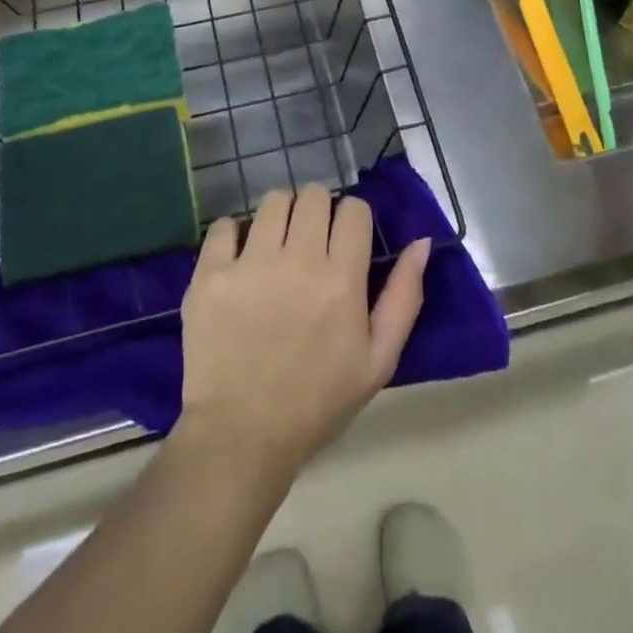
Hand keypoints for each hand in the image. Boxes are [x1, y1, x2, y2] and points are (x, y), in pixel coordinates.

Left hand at [177, 186, 429, 475]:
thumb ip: (404, 297)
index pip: (354, 210)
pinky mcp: (211, 274)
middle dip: (318, 210)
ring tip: (277, 244)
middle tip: (311, 240)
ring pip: (273, 201)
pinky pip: (225, 225)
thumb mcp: (378, 360)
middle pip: (314, 195)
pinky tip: (239, 258)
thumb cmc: (316, 402)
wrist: (241, 436)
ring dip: (281, 215)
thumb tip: (421, 242)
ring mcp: (250, 264)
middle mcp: (298, 260)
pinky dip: (235, 234)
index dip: (353, 218)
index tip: (346, 239)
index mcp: (341, 279)